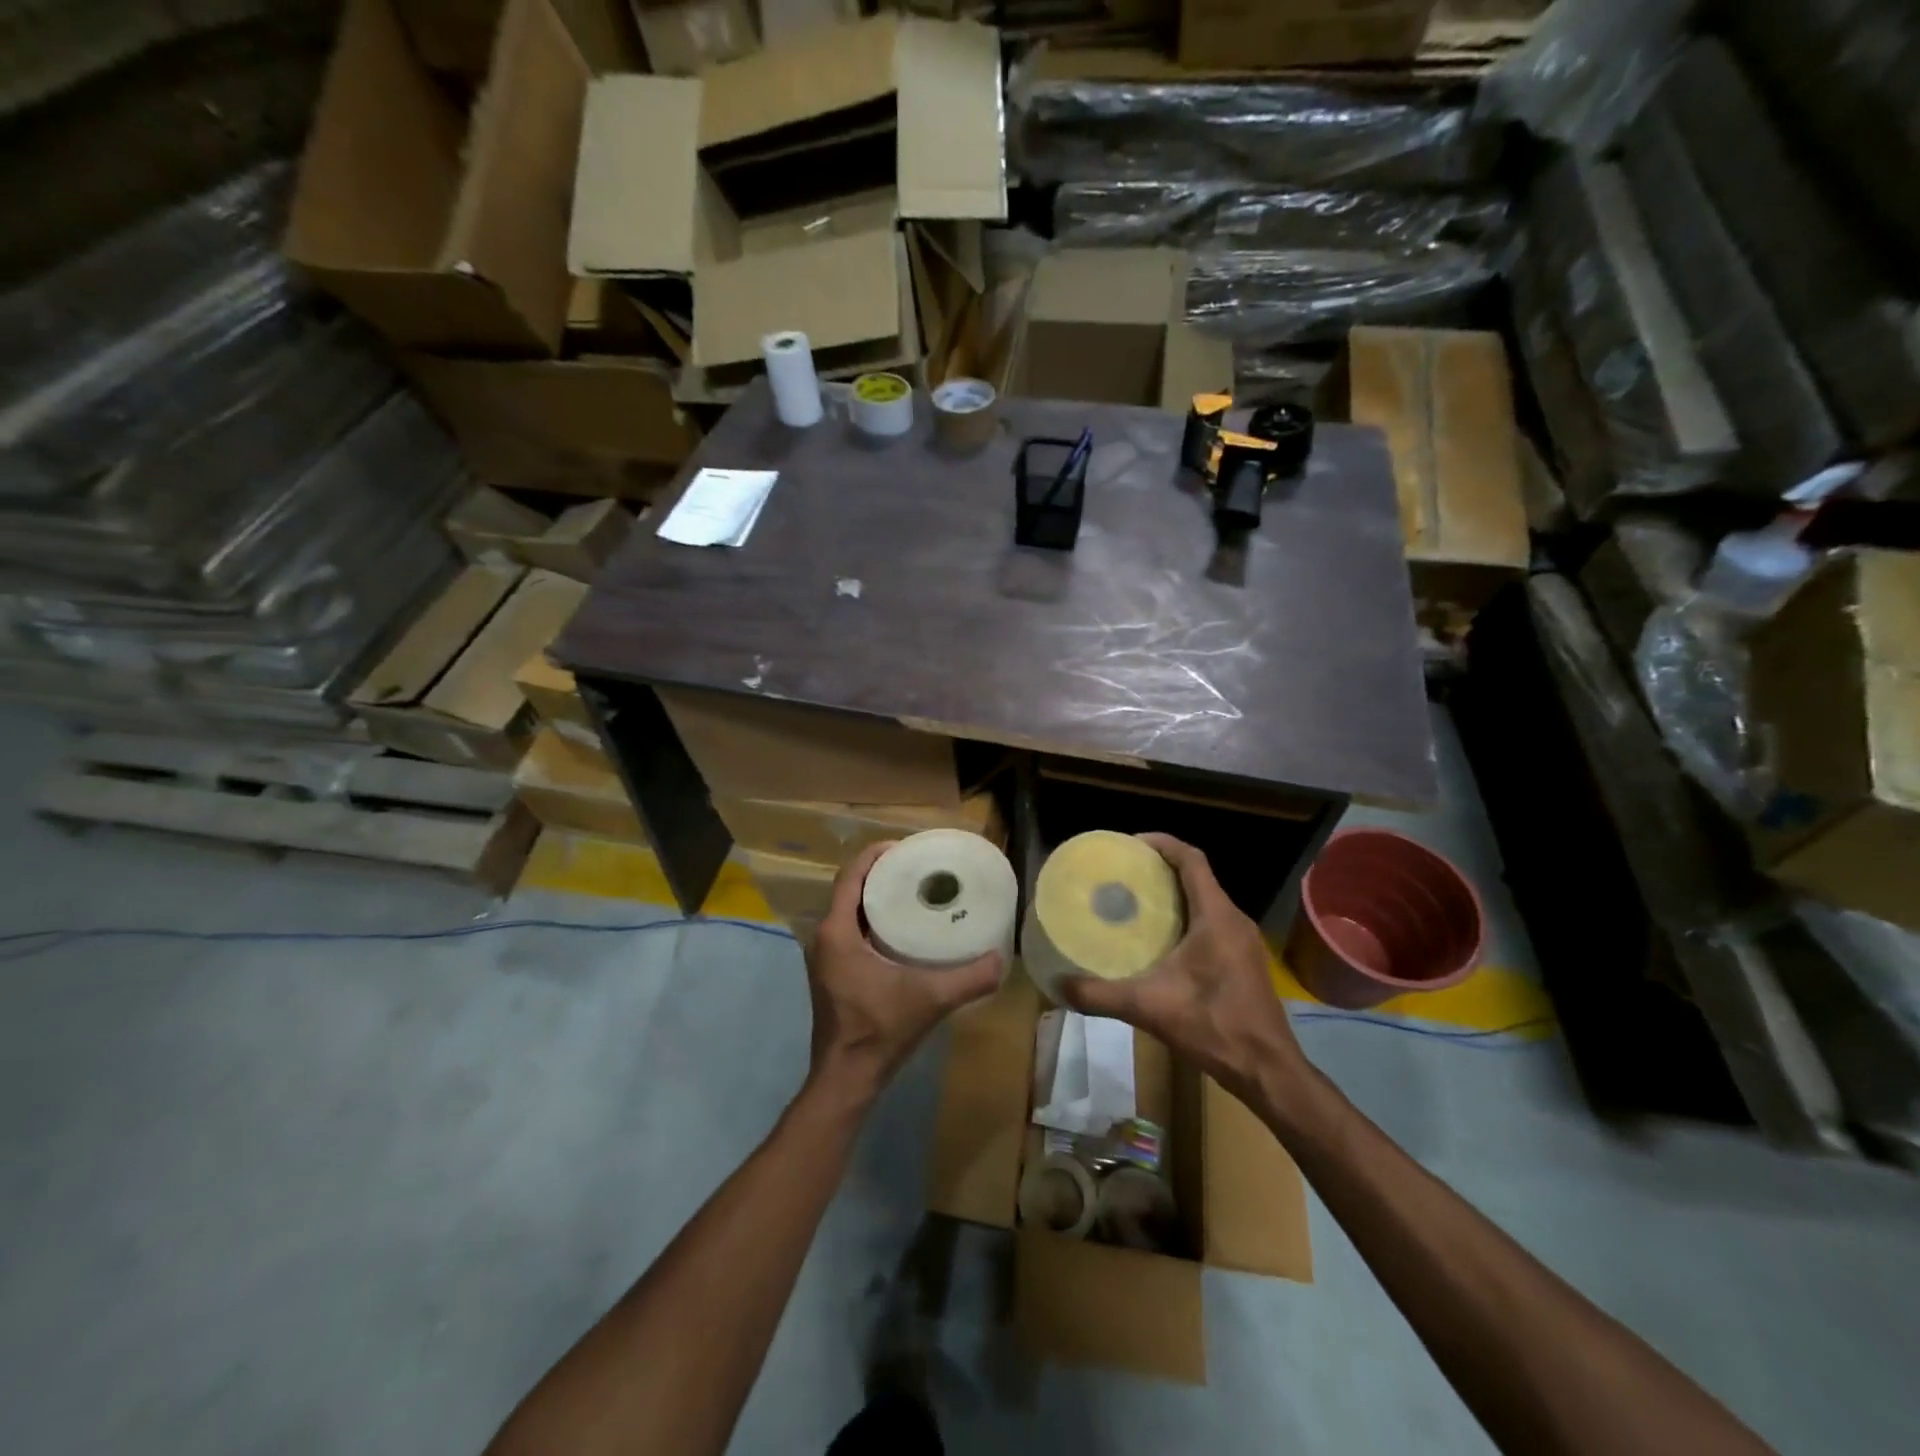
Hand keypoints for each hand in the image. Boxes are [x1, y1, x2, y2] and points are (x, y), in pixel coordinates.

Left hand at [803, 841, 1004, 1106]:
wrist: (847, 1078)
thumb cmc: (878, 1031)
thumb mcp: (929, 999)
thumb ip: (969, 979)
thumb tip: (1001, 958)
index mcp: (836, 932)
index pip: (851, 875)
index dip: (875, 854)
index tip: (906, 847)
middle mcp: (826, 937)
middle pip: (852, 889)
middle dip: (882, 872)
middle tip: (919, 866)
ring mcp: (827, 956)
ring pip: (851, 910)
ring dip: (877, 896)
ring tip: (915, 889)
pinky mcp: (835, 972)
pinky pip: (852, 930)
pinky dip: (874, 919)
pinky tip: (904, 928)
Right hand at [1058, 833, 1306, 1105]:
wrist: (1267, 1071)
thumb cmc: (1214, 1027)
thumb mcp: (1149, 1008)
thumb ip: (1101, 996)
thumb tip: (1058, 986)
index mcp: (1216, 916)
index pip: (1192, 859)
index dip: (1162, 843)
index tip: (1130, 844)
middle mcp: (1234, 920)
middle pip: (1198, 876)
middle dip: (1162, 868)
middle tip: (1124, 874)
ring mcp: (1244, 941)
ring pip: (1207, 900)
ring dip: (1175, 894)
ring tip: (1136, 902)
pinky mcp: (1245, 960)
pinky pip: (1213, 922)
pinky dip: (1187, 917)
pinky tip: (1162, 940)